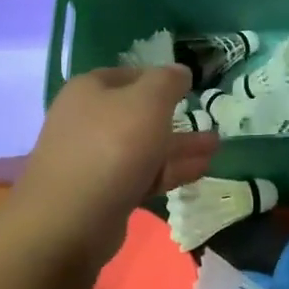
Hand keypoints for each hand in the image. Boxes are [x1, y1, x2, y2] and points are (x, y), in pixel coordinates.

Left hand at [7, 66, 217, 267]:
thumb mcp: (148, 102)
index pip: (129, 75)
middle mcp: (87, 120)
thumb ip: (168, 82)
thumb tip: (180, 71)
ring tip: (216, 146)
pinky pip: (142, 174)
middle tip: (208, 120)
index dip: (159, 78)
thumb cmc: (112, 146)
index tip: (189, 87)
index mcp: (90, 90)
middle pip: (137, 114)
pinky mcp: (104, 192)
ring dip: (179, 146)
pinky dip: (169, 170)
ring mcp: (94, 159)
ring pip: (144, 146)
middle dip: (175, 117)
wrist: (72, 218)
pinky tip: (200, 170)